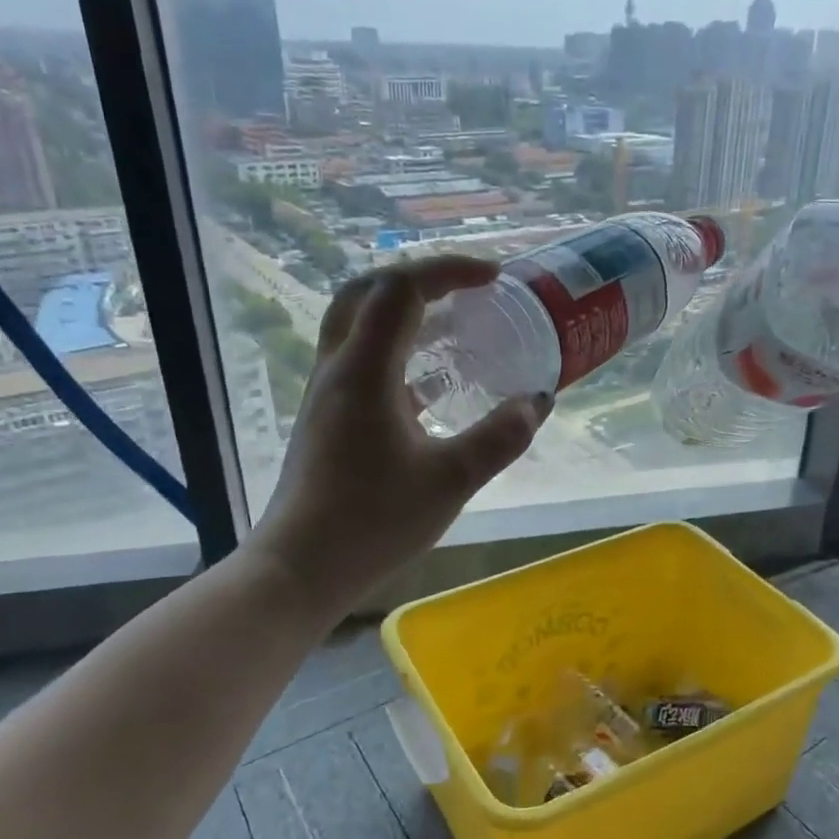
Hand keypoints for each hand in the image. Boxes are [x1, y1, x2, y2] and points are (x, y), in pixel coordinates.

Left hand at [252, 257, 551, 611]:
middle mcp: (338, 368)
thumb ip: (501, 436)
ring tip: (455, 326)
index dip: (450, 270)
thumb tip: (538, 400)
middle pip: (369, 291)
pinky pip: (361, 361)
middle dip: (422, 279)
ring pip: (359, 324)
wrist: (300, 568)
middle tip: (468, 291)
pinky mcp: (327, 418)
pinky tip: (431, 384)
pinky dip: (397, 351)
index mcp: (365, 369)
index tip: (495, 278)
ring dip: (405, 312)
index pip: (402, 287)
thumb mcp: (452, 479)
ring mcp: (327, 393)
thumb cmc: (373, 521)